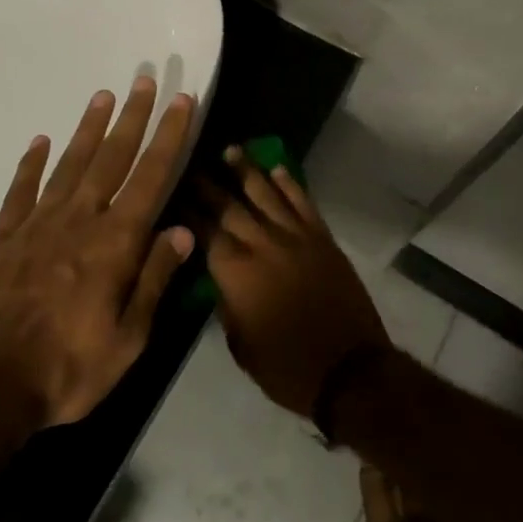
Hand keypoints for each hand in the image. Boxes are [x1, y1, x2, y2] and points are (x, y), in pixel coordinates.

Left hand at [0, 76, 197, 433]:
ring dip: (88, 128)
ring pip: (70, 164)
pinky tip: (40, 142)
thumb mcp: (128, 339)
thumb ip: (154, 279)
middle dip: (133, 117)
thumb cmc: (67, 369)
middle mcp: (79, 220)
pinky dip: (31, 164)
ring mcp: (37, 225)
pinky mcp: (3, 238)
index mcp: (114, 243)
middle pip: (112, 157)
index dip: (169, 136)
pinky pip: (21, 190)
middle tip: (144, 80)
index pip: (151, 176)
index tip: (181, 101)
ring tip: (103, 95)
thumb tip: (183, 230)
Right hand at [202, 148, 388, 418]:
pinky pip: (303, 203)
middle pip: (230, 207)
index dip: (188, 211)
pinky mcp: (323, 239)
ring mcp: (296, 238)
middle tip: (191, 162)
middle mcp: (263, 246)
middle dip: (208, 184)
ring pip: (267, 195)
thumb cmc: (287, 368)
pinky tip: (278, 169)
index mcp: (236, 274)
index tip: (173, 190)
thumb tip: (219, 280)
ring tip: (230, 150)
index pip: (204, 232)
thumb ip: (226, 306)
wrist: (349, 370)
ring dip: (247, 171)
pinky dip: (290, 184)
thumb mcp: (241, 346)